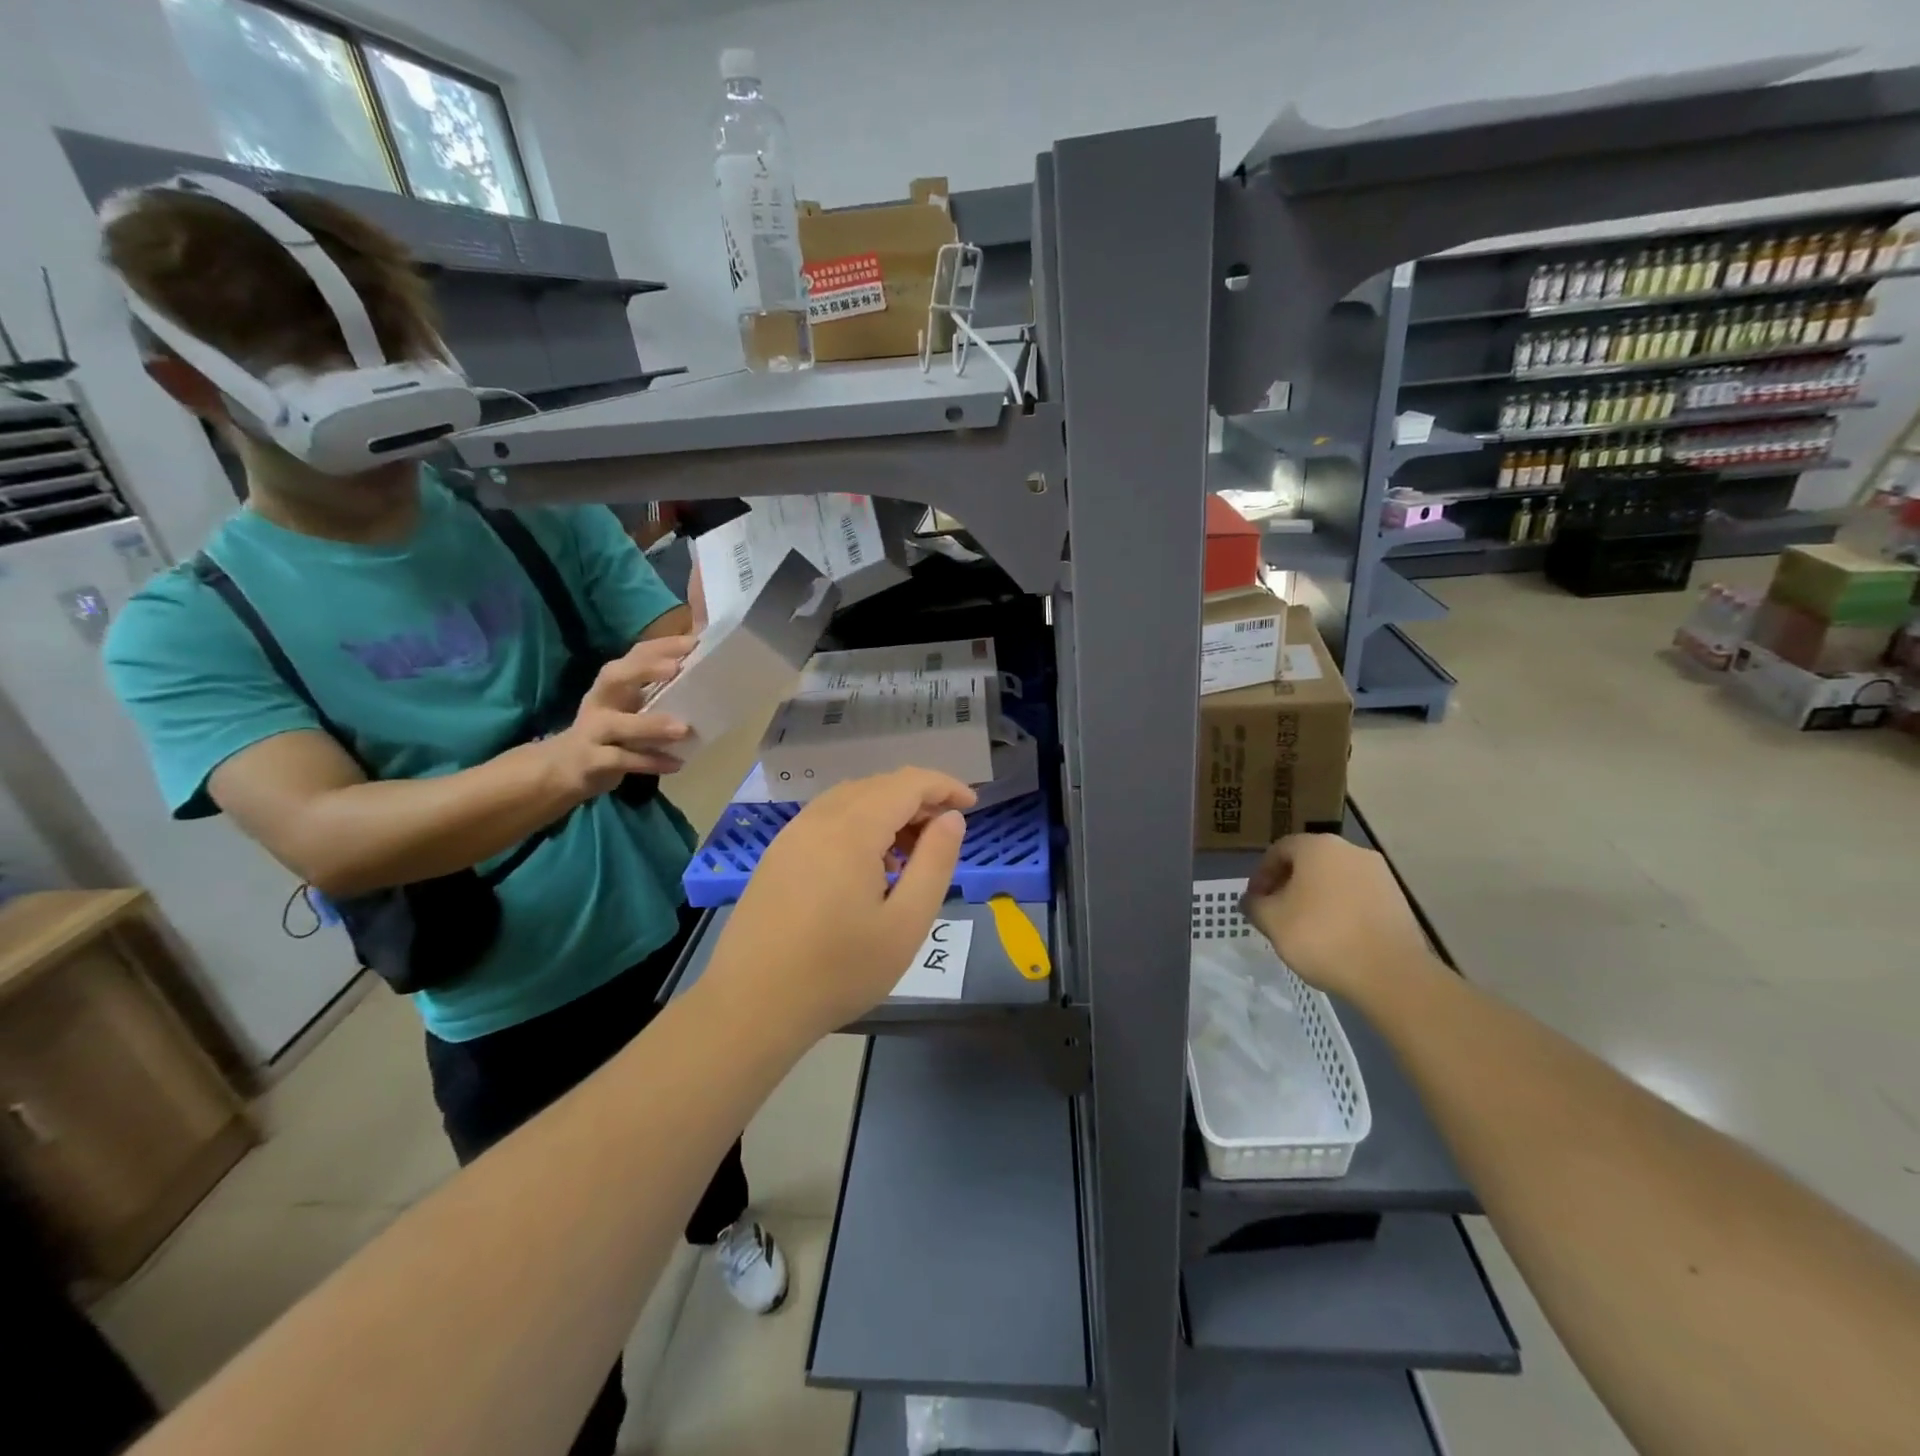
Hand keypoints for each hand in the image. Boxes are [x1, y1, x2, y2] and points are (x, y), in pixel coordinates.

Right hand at [545, 637, 696, 795]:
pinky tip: (676, 764)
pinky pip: (622, 760)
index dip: (661, 646)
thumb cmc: (609, 731)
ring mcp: (593, 731)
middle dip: (643, 669)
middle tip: (676, 668)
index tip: (693, 642)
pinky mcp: (592, 761)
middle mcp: (600, 702)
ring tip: (683, 729)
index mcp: (613, 685)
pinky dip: (649, 762)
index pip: (634, 655)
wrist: (563, 769)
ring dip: (651, 725)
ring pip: (618, 724)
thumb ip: (658, 692)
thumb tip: (701, 671)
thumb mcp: (629, 708)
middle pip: (614, 677)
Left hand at [702, 769, 977, 1043]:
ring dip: (888, 811)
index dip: (944, 786)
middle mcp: (819, 819)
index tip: (972, 804)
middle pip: (878, 785)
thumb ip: (935, 863)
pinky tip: (867, 866)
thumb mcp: (906, 923)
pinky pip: (827, 819)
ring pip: (850, 799)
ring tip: (909, 853)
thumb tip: (951, 818)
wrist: (751, 1006)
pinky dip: (859, 824)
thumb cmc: (839, 970)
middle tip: (944, 836)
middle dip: (918, 799)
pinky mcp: (777, 855)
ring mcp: (792, 835)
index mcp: (852, 829)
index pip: (908, 783)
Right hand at [1241, 833, 1435, 1001]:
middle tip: (1276, 912)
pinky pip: (1357, 897)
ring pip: (1335, 879)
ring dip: (1315, 897)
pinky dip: (1340, 909)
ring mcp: (1379, 874)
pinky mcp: (1398, 899)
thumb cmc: (1321, 937)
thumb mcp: (1272, 921)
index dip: (1261, 875)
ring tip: (1305, 927)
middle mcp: (1351, 851)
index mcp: (1318, 847)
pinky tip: (1334, 936)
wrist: (1390, 973)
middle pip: (1309, 862)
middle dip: (1288, 884)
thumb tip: (1251, 901)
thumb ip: (1255, 905)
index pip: (1279, 850)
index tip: (1255, 901)